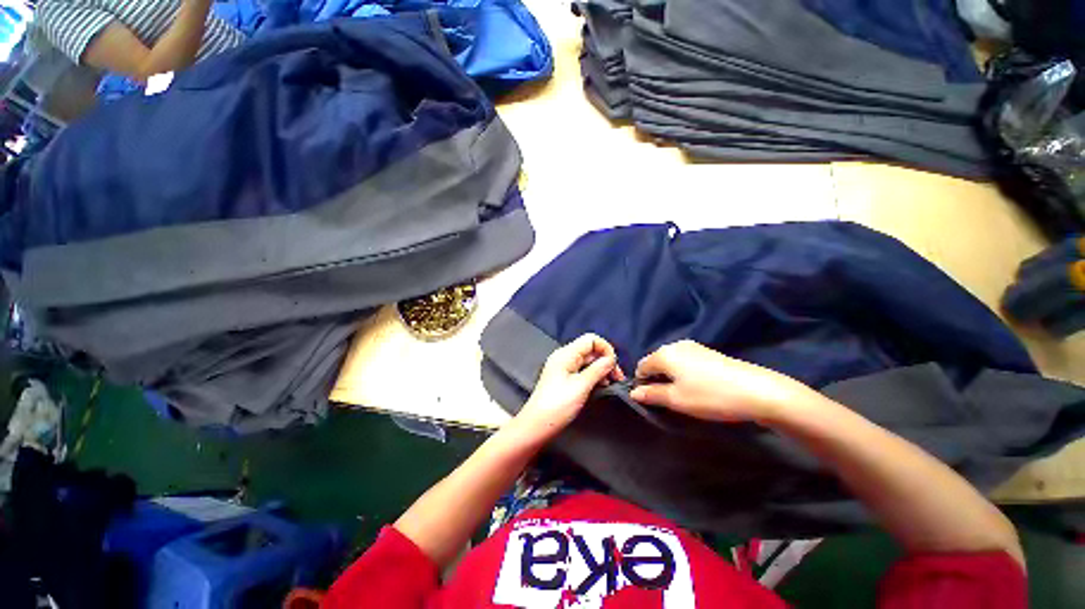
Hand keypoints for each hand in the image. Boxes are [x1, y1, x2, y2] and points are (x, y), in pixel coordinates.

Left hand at [511, 334, 624, 441]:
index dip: (605, 349)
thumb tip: (611, 359)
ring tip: (611, 384)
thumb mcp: (581, 386)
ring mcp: (563, 367)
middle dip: (605, 360)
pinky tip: (601, 386)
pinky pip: (582, 370)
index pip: (591, 339)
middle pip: (590, 350)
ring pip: (588, 361)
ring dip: (601, 369)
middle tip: (617, 378)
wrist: (536, 426)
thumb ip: (597, 370)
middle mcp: (564, 357)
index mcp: (566, 354)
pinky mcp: (564, 378)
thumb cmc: (558, 406)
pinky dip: (593, 375)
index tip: (614, 366)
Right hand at [629, 340, 808, 422]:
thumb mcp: (676, 400)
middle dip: (657, 380)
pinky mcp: (709, 352)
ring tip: (685, 396)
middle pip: (656, 362)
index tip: (652, 401)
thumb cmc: (710, 396)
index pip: (641, 367)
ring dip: (671, 377)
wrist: (758, 391)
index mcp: (664, 354)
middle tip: (669, 400)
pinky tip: (699, 387)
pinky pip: (686, 361)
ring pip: (671, 362)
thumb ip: (651, 394)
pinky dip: (684, 373)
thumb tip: (633, 392)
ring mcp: (694, 347)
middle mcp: (676, 345)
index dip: (642, 384)